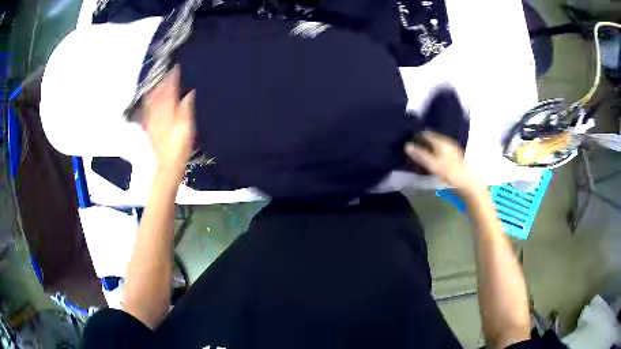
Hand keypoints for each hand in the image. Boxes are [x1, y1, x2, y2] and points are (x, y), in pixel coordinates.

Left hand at [142, 65, 195, 180]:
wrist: (168, 163)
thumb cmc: (180, 145)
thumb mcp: (188, 125)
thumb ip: (187, 107)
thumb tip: (190, 92)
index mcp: (168, 109)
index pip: (170, 89)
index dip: (173, 77)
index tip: (176, 67)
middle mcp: (158, 111)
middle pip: (158, 92)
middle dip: (162, 81)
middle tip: (167, 72)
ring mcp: (152, 119)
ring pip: (151, 100)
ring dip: (154, 89)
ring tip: (158, 82)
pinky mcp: (149, 127)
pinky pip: (147, 110)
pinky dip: (148, 102)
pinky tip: (148, 99)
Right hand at [405, 131, 485, 197]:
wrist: (466, 183)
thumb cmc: (449, 172)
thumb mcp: (432, 165)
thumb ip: (420, 155)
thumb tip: (407, 146)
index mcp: (441, 141)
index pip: (426, 134)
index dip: (416, 137)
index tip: (409, 144)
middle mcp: (446, 142)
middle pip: (431, 139)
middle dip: (422, 144)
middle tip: (413, 152)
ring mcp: (451, 148)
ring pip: (436, 145)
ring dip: (428, 150)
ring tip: (421, 158)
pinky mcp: (454, 156)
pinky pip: (440, 151)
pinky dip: (434, 154)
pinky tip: (432, 162)